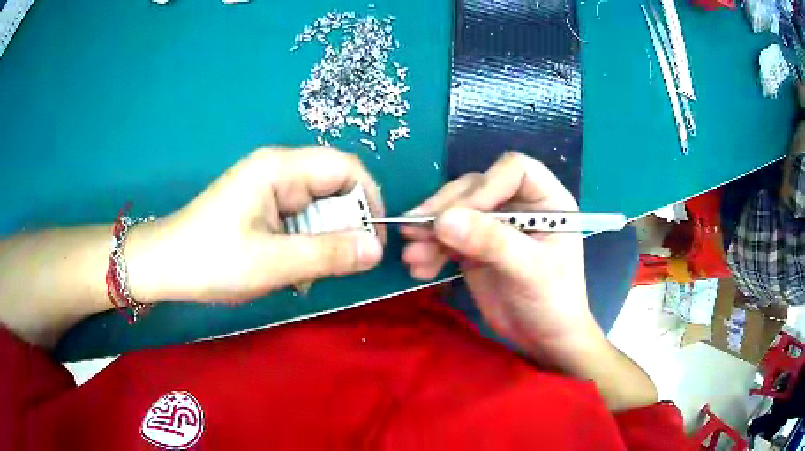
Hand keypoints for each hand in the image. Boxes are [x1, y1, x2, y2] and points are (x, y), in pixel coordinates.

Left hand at [130, 147, 384, 302]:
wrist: (164, 266)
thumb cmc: (212, 260)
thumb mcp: (273, 263)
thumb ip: (328, 254)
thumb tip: (377, 249)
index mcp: (280, 168)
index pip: (346, 168)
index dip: (369, 201)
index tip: (374, 242)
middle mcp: (278, 170)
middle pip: (333, 190)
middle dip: (341, 230)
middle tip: (333, 267)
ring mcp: (269, 189)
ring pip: (318, 211)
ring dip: (321, 244)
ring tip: (302, 276)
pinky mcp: (262, 208)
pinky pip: (299, 222)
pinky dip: (303, 248)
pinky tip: (288, 271)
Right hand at [400, 152, 604, 372]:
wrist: (543, 339)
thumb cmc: (553, 302)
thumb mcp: (529, 270)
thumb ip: (491, 242)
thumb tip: (442, 220)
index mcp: (546, 200)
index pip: (513, 170)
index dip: (485, 186)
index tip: (459, 214)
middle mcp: (518, 204)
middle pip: (476, 187)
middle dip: (444, 209)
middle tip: (414, 230)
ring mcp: (494, 225)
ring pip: (455, 211)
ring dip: (429, 232)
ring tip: (411, 256)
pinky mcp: (475, 247)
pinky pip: (446, 238)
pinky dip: (430, 250)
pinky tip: (419, 269)